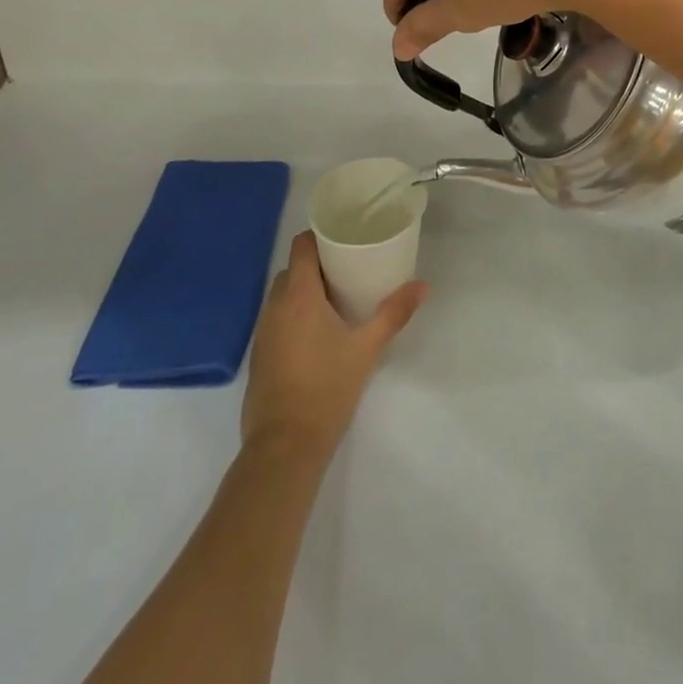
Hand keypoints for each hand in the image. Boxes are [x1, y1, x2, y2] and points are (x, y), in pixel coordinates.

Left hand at [241, 232, 426, 457]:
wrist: (284, 446)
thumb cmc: (327, 388)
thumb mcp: (367, 348)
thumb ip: (394, 313)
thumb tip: (423, 285)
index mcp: (298, 295)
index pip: (301, 246)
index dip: (320, 237)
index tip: (344, 238)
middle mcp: (275, 306)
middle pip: (292, 269)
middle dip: (317, 265)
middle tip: (349, 269)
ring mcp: (262, 332)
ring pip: (282, 295)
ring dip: (304, 291)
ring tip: (336, 299)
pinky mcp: (259, 355)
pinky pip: (276, 319)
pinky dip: (294, 315)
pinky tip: (317, 333)